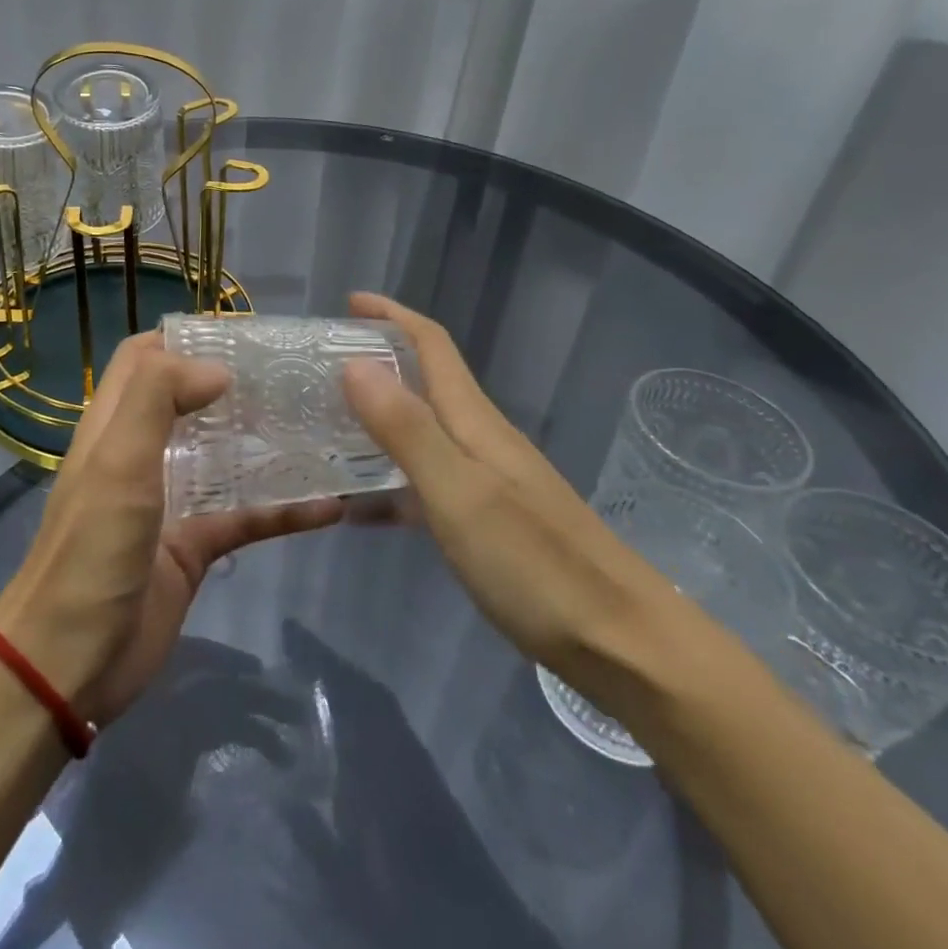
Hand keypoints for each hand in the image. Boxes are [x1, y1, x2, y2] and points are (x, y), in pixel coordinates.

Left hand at [0, 334, 342, 726]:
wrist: (71, 662)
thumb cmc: (91, 549)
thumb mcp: (117, 461)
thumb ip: (157, 398)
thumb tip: (217, 367)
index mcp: (115, 424)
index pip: (143, 358)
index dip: (183, 337)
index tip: (240, 335)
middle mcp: (142, 453)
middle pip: (189, 400)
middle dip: (235, 384)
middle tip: (293, 376)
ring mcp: (171, 499)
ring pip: (224, 455)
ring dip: (264, 441)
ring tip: (319, 424)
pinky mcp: (195, 545)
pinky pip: (246, 516)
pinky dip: (284, 510)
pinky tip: (332, 506)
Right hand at [340, 292, 677, 682]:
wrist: (626, 646)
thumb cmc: (536, 564)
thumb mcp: (459, 493)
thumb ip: (407, 429)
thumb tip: (356, 364)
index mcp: (474, 421)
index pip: (432, 346)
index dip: (392, 316)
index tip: (349, 302)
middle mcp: (482, 439)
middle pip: (426, 381)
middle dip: (377, 360)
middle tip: (321, 368)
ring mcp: (490, 480)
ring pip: (424, 429)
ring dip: (380, 416)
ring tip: (330, 426)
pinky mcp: (492, 520)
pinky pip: (428, 479)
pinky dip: (392, 476)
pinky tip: (365, 504)